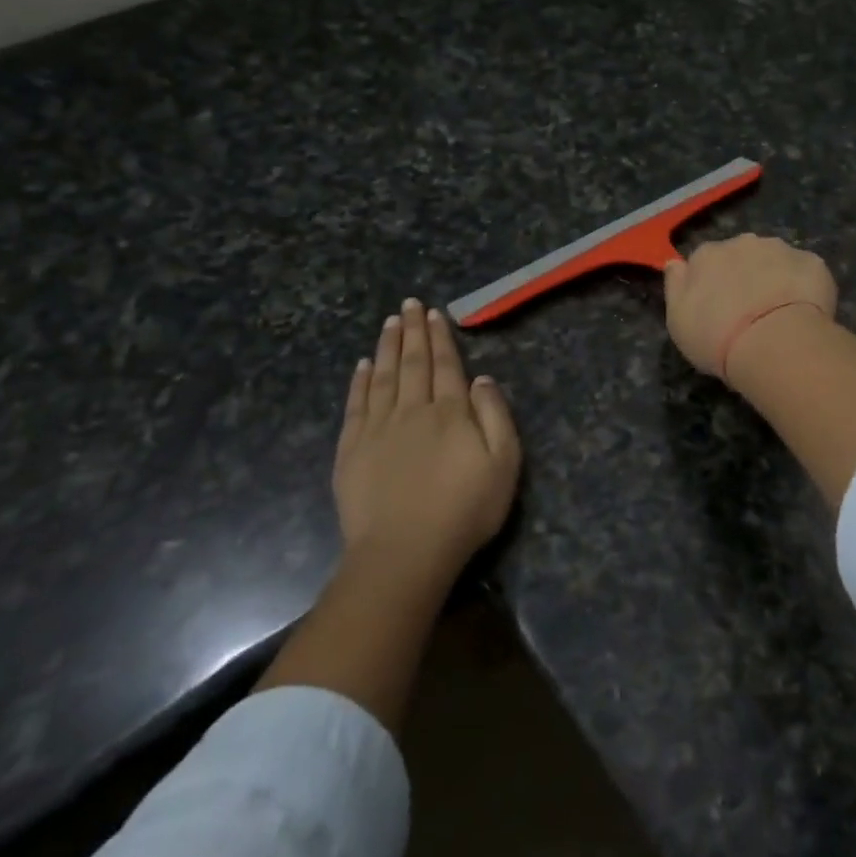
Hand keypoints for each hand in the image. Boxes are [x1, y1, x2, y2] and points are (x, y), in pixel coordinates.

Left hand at [334, 299, 521, 581]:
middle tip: (408, 304)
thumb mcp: (504, 464)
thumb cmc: (464, 510)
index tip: (434, 313)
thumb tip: (481, 378)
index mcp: (451, 412)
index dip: (440, 338)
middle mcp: (412, 410)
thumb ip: (496, 416)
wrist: (404, 552)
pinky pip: (356, 405)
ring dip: (387, 347)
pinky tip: (362, 366)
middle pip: (413, 363)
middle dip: (412, 332)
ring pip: (383, 377)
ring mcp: (378, 429)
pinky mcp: (352, 450)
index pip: (445, 365)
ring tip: (388, 322)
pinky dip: (360, 382)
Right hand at [664, 234, 837, 384]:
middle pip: (741, 255)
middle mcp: (743, 243)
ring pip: (776, 260)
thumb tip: (675, 263)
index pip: (704, 261)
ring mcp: (781, 249)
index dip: (712, 283)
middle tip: (750, 311)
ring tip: (779, 314)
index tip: (717, 307)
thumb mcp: (678, 321)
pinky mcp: (813, 263)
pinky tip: (803, 313)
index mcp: (707, 255)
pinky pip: (805, 272)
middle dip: (746, 275)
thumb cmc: (716, 338)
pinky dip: (804, 287)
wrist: (773, 343)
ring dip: (776, 277)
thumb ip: (675, 287)